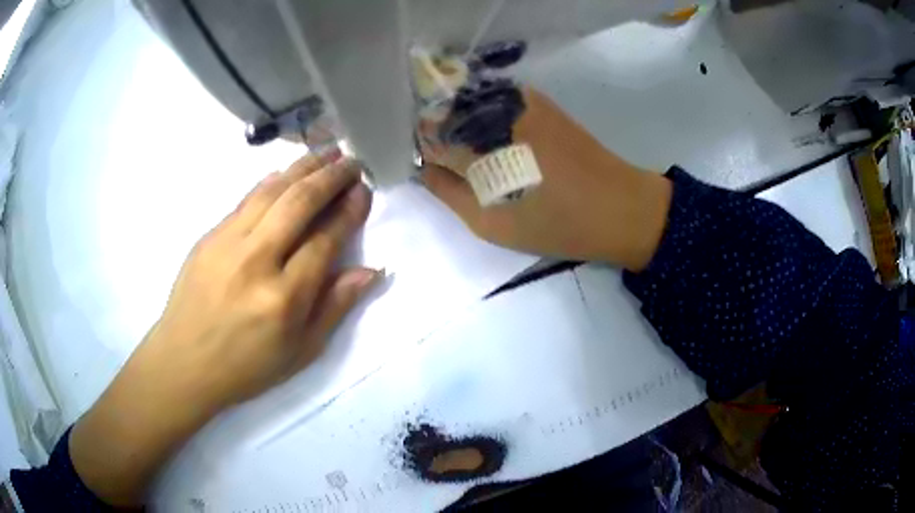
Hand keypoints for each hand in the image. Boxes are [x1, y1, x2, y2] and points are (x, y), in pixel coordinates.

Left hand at [70, 150, 378, 505]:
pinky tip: (286, 174)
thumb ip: (335, 307)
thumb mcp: (300, 352)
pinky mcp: (209, 235)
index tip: (364, 192)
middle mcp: (256, 260)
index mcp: (284, 297)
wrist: (183, 362)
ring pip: (271, 190)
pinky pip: (246, 199)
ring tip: (326, 153)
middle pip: (299, 202)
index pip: (326, 239)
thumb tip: (371, 271)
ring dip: (303, 167)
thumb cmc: (246, 366)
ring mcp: (227, 242)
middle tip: (352, 162)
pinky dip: (272, 181)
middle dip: (331, 176)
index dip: (349, 210)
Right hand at [421, 88, 671, 271]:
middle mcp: (494, 110)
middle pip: (446, 114)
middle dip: (444, 136)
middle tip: (461, 168)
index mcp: (479, 142)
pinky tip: (505, 143)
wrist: (620, 208)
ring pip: (471, 105)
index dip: (426, 151)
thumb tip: (424, 167)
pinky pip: (496, 102)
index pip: (429, 135)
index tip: (436, 170)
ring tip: (485, 159)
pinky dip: (489, 119)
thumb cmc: (555, 224)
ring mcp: (518, 100)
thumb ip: (448, 193)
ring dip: (466, 127)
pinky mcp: (539, 100)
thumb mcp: (491, 224)